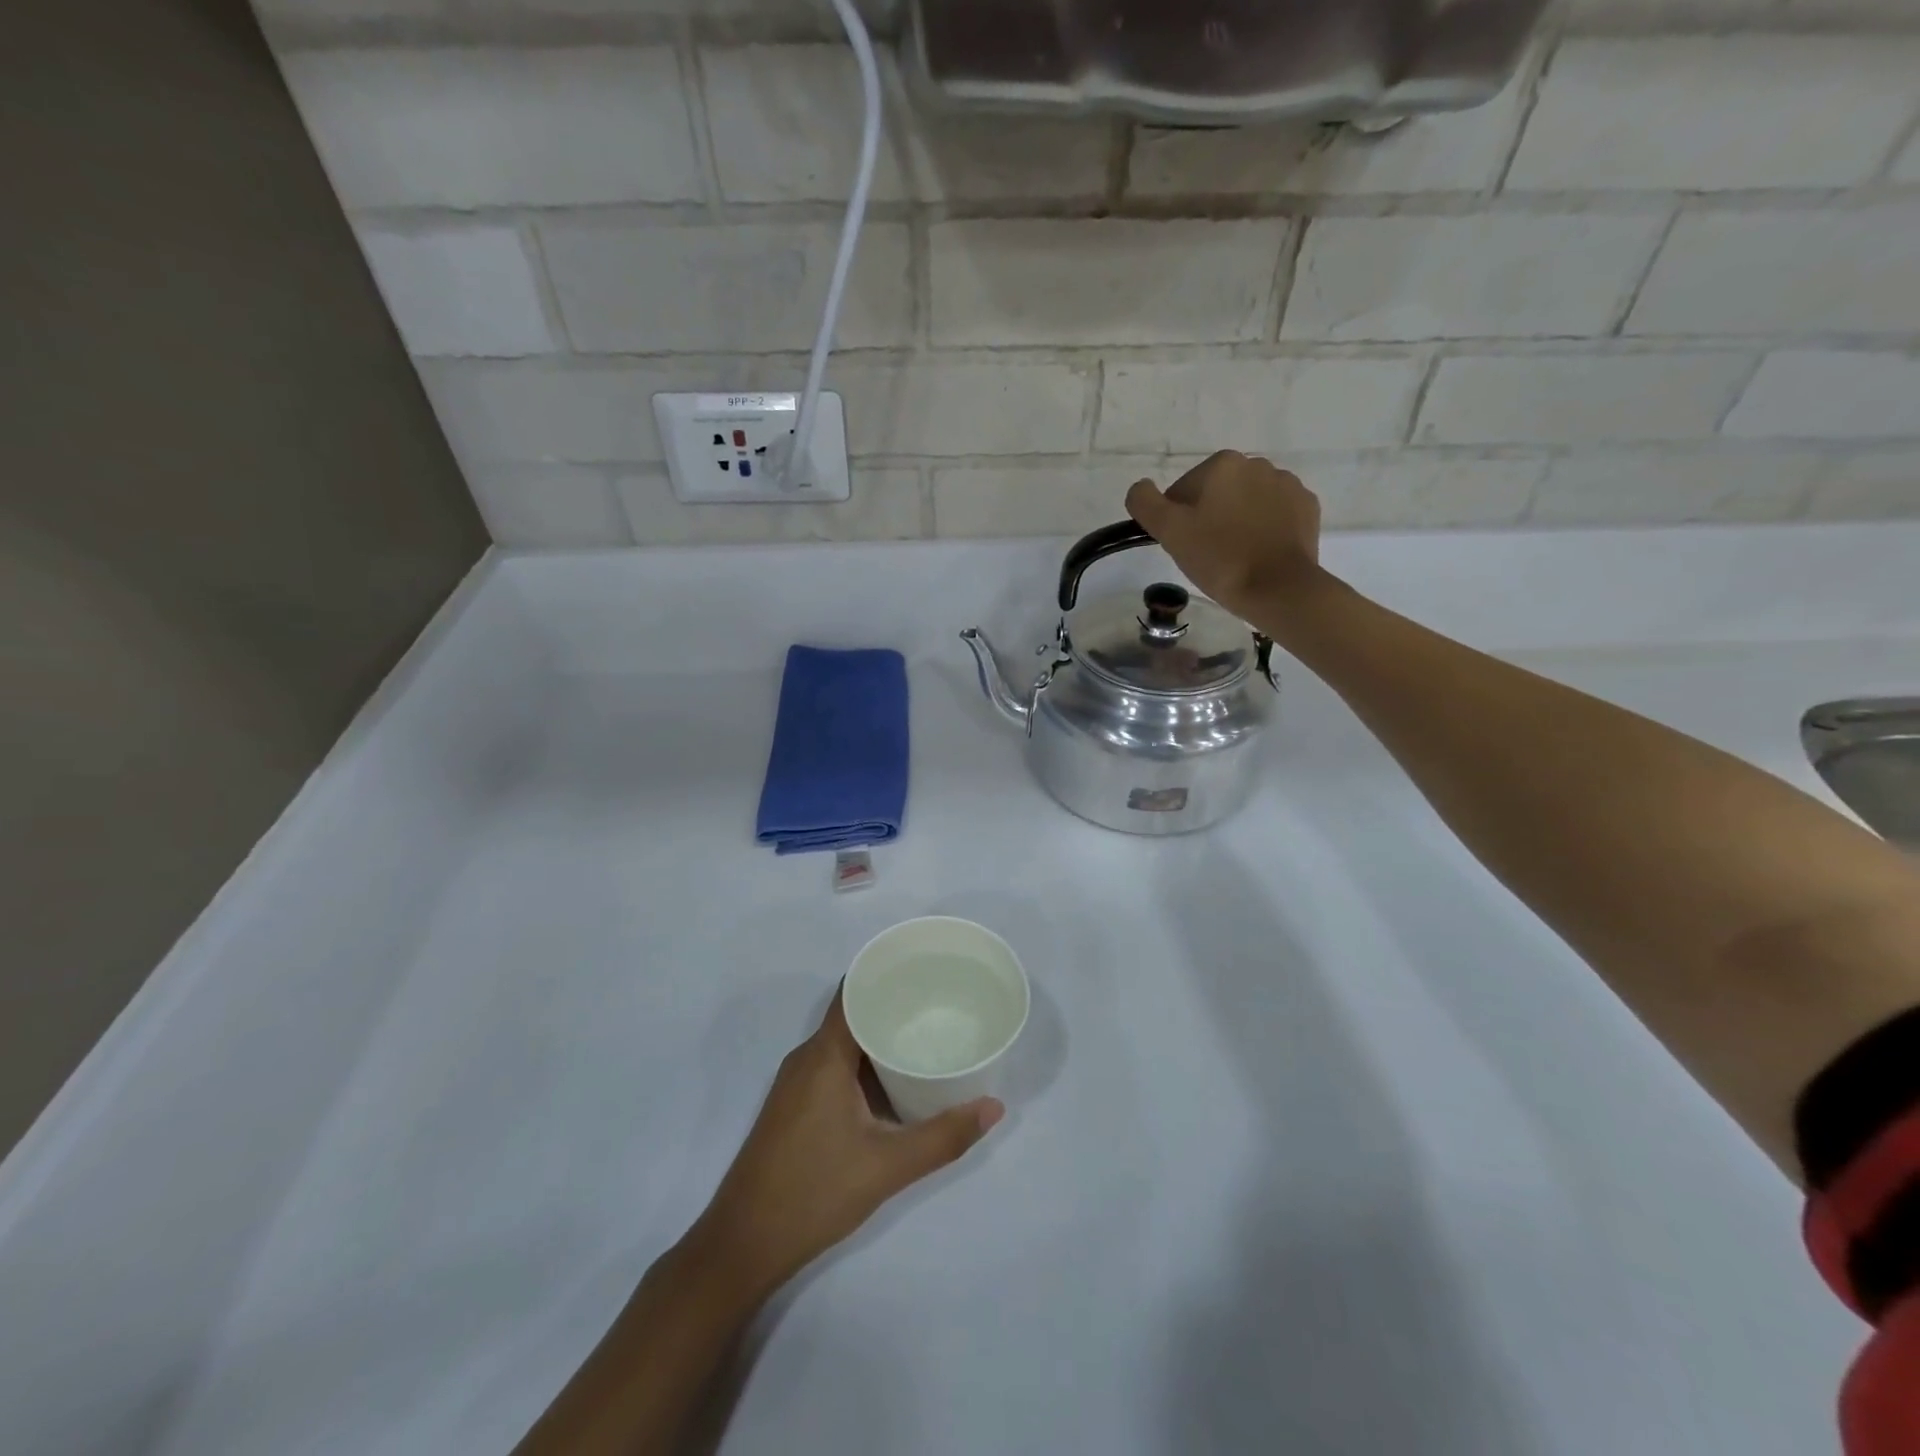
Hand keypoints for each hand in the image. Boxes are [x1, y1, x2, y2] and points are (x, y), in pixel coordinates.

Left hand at [691, 990, 1003, 1300]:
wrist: (742, 1245)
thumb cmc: (813, 1192)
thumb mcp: (887, 1166)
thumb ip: (943, 1137)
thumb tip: (994, 1107)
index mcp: (824, 1054)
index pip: (853, 990)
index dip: (886, 972)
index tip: (925, 968)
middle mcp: (806, 1058)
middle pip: (852, 1013)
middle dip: (893, 1005)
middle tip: (940, 1003)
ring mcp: (796, 1083)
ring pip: (844, 1043)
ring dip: (880, 1037)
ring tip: (926, 1035)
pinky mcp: (795, 1107)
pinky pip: (834, 1066)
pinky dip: (865, 1063)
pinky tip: (894, 1081)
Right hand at [1125, 451, 1322, 619]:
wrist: (1278, 588)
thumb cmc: (1219, 558)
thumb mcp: (1169, 531)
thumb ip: (1145, 502)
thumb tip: (1140, 488)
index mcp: (1222, 464)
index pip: (1182, 490)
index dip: (1177, 520)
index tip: (1184, 545)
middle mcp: (1257, 463)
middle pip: (1217, 493)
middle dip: (1209, 517)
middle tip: (1207, 554)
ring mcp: (1287, 484)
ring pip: (1246, 502)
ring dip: (1237, 521)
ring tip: (1235, 556)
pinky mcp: (1307, 507)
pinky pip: (1275, 514)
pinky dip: (1264, 528)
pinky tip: (1259, 553)